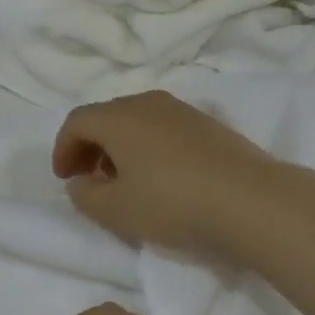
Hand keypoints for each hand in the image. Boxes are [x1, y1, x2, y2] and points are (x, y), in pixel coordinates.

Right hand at [53, 90, 276, 257]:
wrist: (251, 201)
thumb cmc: (173, 204)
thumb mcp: (116, 211)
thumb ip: (85, 195)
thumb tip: (80, 181)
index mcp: (119, 118)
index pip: (77, 121)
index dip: (63, 149)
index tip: (65, 179)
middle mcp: (149, 103)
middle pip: (107, 116)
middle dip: (91, 146)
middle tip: (90, 179)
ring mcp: (183, 110)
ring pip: (138, 120)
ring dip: (121, 146)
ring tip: (125, 180)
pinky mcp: (209, 125)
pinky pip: (164, 128)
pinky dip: (149, 146)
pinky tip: (161, 177)